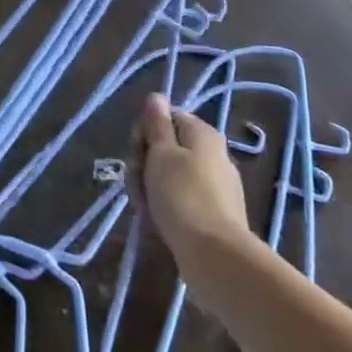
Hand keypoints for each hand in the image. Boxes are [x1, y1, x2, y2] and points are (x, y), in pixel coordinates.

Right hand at [132, 95, 249, 257]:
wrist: (215, 256)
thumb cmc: (181, 195)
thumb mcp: (161, 153)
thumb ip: (156, 123)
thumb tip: (157, 96)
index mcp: (202, 133)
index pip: (164, 117)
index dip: (143, 132)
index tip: (136, 154)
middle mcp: (213, 153)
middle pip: (167, 146)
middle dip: (144, 162)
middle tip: (135, 184)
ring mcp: (216, 184)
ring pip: (172, 174)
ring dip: (151, 186)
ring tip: (143, 207)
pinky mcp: (216, 211)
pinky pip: (183, 197)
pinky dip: (167, 204)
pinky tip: (158, 220)